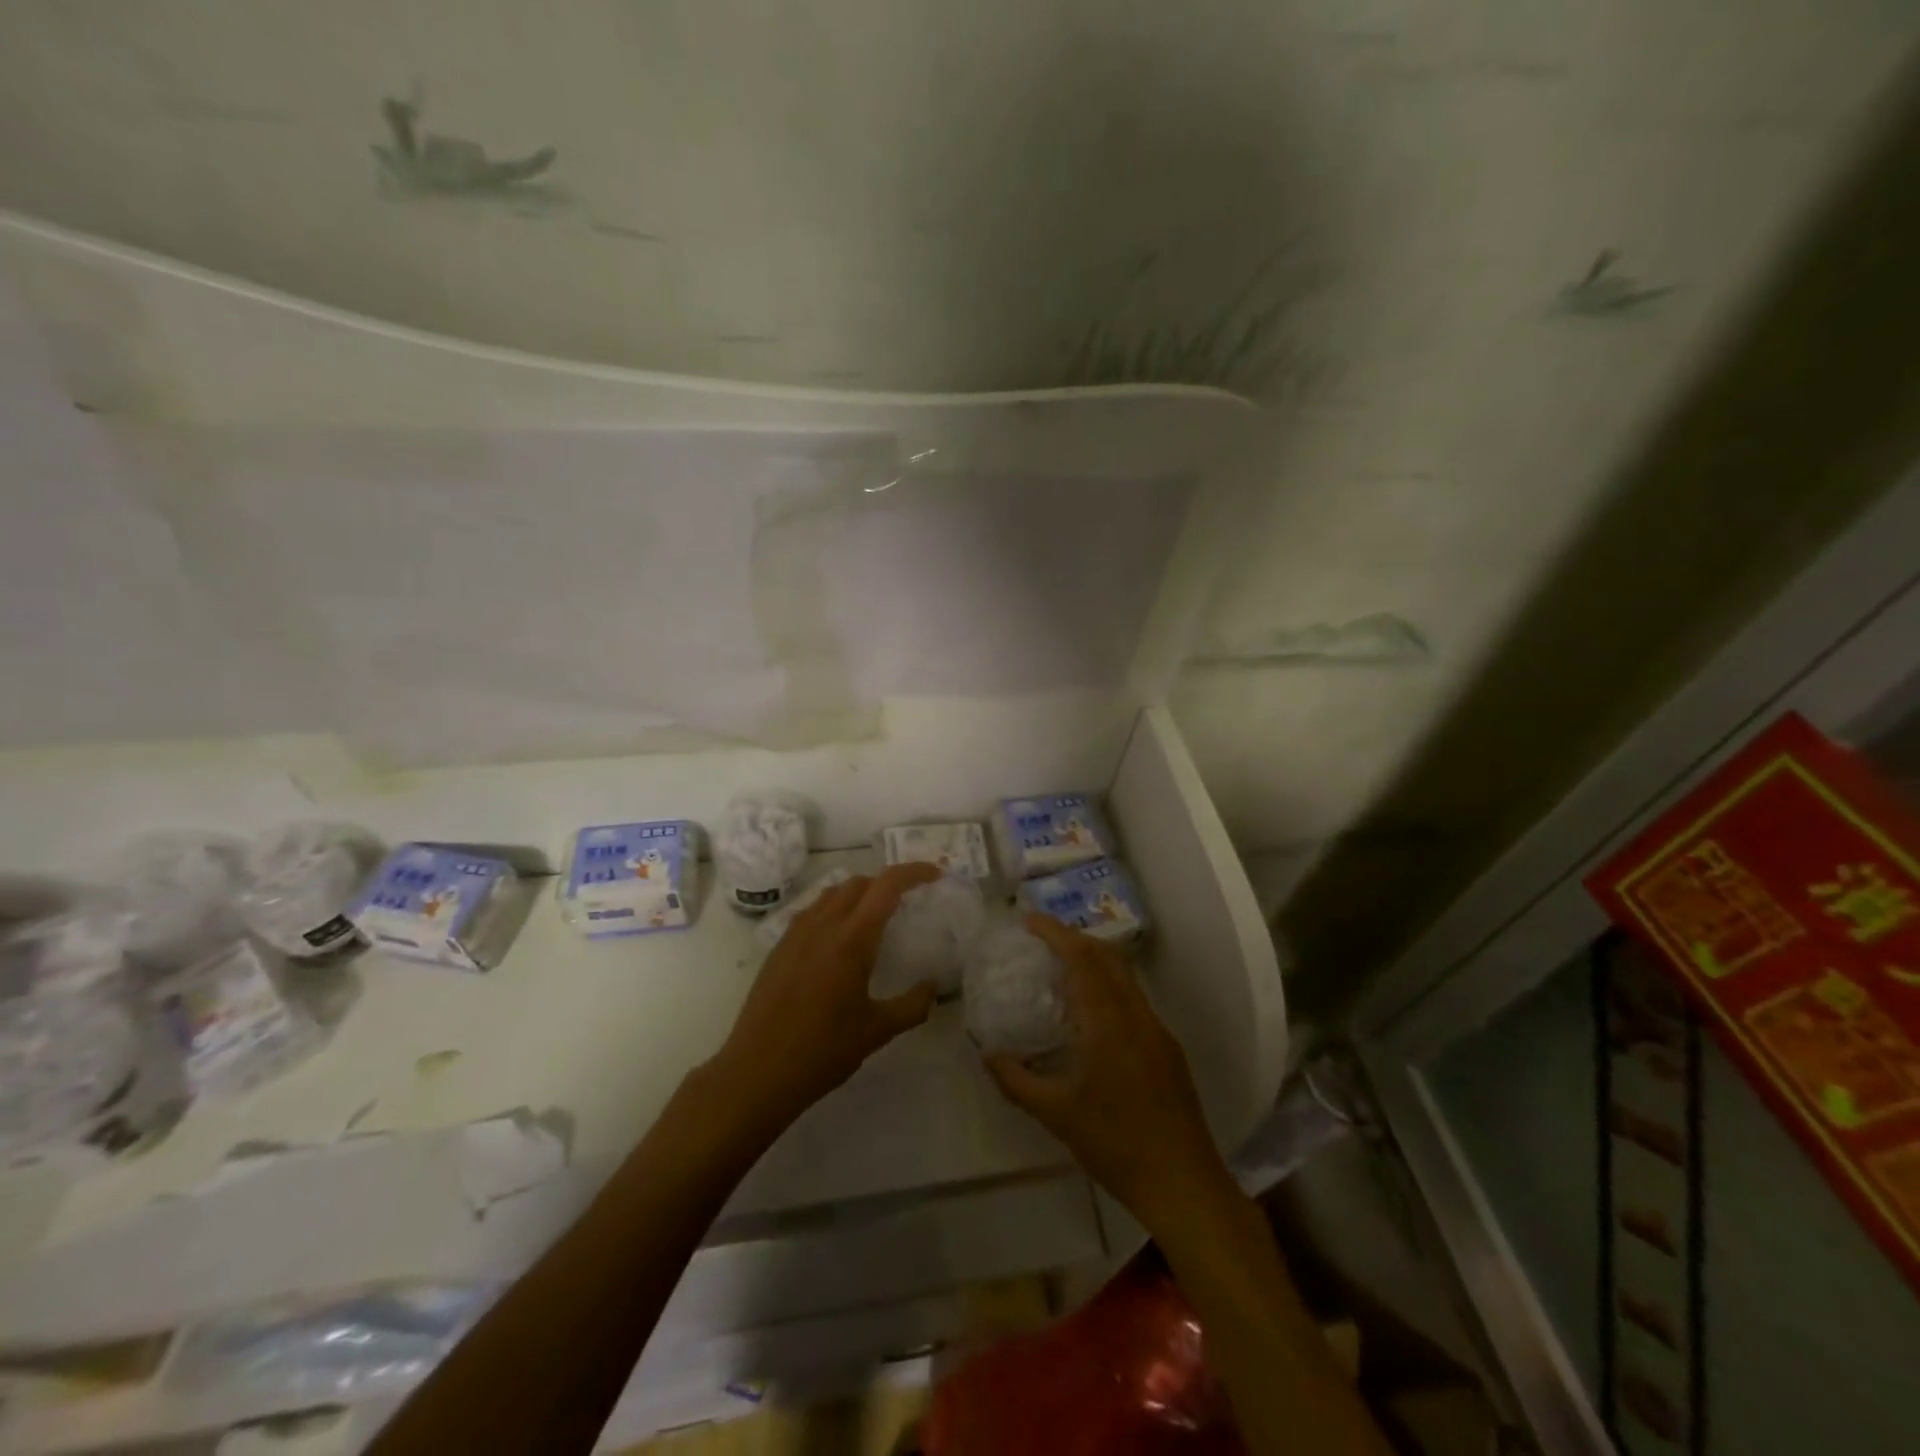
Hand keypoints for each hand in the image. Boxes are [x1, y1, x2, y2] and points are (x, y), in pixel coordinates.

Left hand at [709, 862, 941, 1131]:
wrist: (756, 1072)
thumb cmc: (822, 1051)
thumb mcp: (877, 1031)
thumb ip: (912, 1006)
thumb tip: (933, 987)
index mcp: (851, 939)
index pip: (886, 885)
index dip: (913, 872)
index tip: (935, 875)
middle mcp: (823, 925)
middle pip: (859, 883)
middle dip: (887, 883)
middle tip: (909, 902)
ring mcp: (796, 934)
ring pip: (832, 893)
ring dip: (859, 893)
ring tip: (876, 917)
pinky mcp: (779, 948)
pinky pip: (812, 911)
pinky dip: (834, 909)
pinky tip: (840, 940)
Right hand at [986, 915, 1234, 1233]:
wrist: (1184, 1184)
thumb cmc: (1116, 1145)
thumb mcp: (1057, 1115)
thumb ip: (1017, 1080)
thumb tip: (987, 1053)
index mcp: (1109, 1022)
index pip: (1082, 958)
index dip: (1055, 932)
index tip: (1028, 920)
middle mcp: (1137, 1015)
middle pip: (1107, 956)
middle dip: (1073, 938)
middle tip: (1039, 939)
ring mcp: (1157, 1030)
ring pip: (1124, 976)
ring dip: (1093, 960)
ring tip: (1059, 969)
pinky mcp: (1167, 1048)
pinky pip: (1133, 999)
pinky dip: (1107, 986)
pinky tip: (1089, 1014)